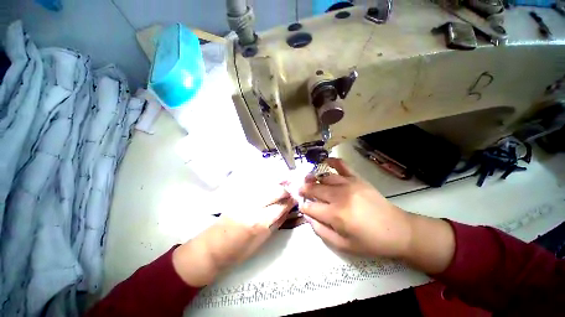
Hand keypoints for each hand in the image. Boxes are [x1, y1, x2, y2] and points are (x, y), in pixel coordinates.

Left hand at [172, 164, 296, 286]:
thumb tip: (287, 210)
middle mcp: (252, 206)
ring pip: (265, 185)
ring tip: (284, 185)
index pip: (280, 206)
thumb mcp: (261, 242)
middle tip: (291, 192)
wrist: (210, 249)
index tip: (296, 199)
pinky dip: (266, 185)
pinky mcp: (237, 196)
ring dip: (277, 185)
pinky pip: (256, 187)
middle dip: (285, 190)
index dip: (290, 201)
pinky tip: (270, 186)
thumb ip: (276, 223)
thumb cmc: (237, 252)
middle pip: (274, 191)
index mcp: (259, 222)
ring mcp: (243, 199)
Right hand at [298, 158, 412, 258]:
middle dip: (304, 190)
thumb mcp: (343, 245)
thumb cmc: (369, 241)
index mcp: (335, 215)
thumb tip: (307, 217)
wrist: (397, 230)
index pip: (310, 207)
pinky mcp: (357, 178)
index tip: (302, 206)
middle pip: (314, 189)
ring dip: (314, 179)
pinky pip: (342, 165)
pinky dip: (332, 161)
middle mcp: (339, 196)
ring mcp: (348, 184)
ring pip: (324, 177)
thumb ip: (321, 231)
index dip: (303, 207)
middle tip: (300, 190)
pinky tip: (326, 161)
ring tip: (310, 181)